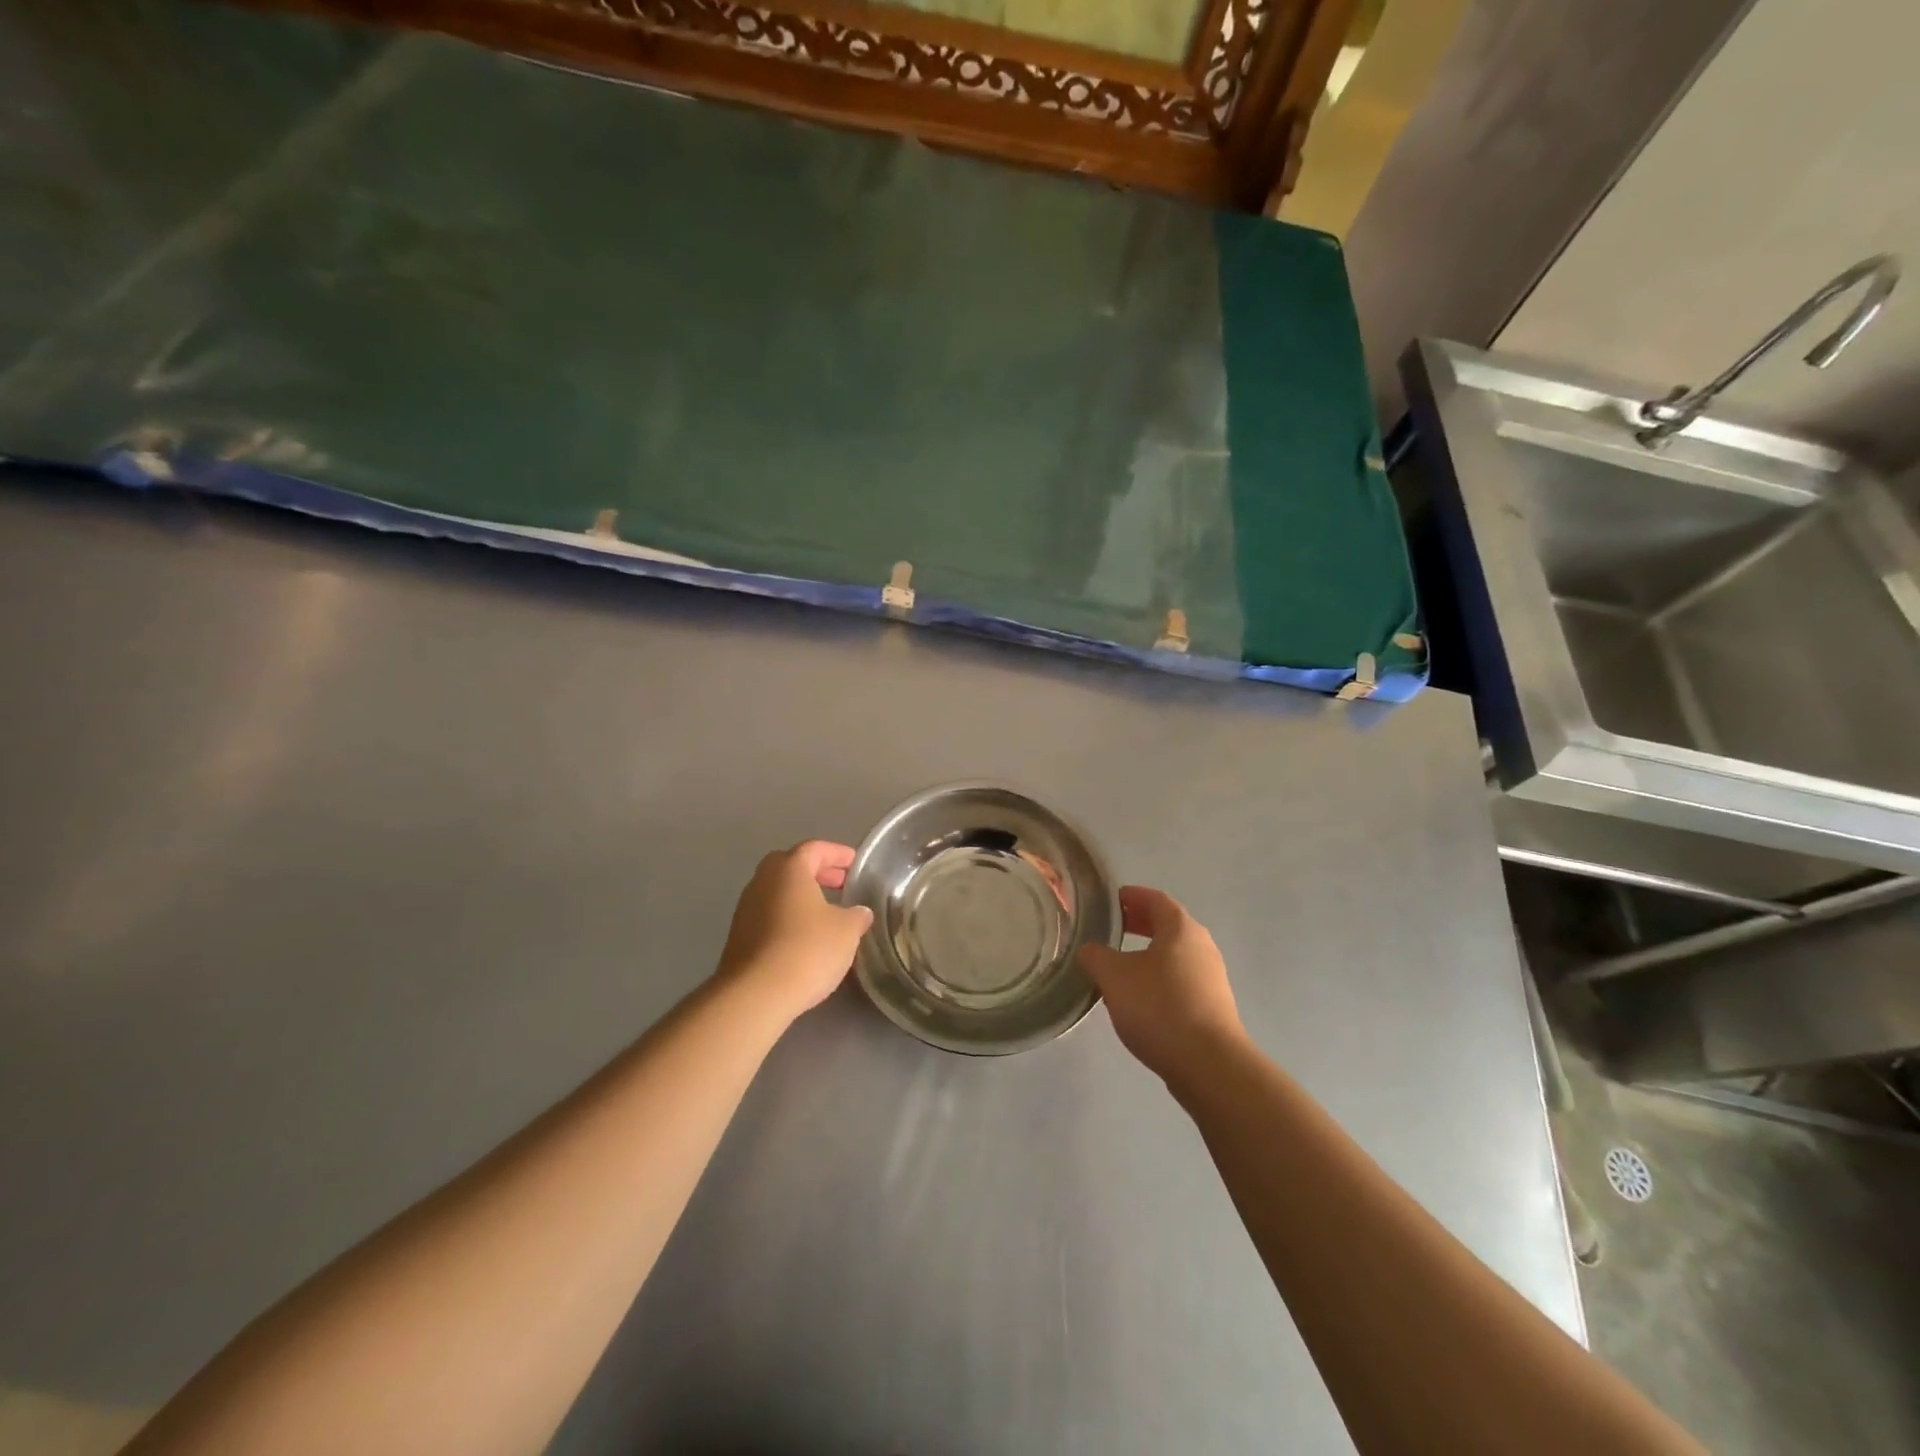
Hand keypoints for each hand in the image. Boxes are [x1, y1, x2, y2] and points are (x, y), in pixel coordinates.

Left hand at [715, 841, 873, 1023]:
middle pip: (791, 866)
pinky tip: (804, 938)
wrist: (756, 994)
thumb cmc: (807, 949)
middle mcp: (762, 881)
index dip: (837, 854)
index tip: (855, 864)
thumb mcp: (846, 931)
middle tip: (840, 885)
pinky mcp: (738, 936)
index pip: (815, 848)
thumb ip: (856, 916)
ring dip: (801, 897)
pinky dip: (788, 917)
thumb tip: (860, 912)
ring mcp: (745, 909)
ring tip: (826, 914)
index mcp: (789, 869)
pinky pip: (768, 915)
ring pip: (778, 892)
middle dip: (817, 872)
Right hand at [1079, 886, 1245, 1084]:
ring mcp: (1212, 977)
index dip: (1131, 896)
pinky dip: (1160, 977)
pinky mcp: (1213, 1005)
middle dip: (1139, 923)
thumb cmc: (1159, 1007)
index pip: (1154, 898)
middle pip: (1168, 925)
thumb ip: (1095, 956)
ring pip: (1175, 954)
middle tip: (1111, 928)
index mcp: (1181, 928)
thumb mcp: (1114, 977)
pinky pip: (1181, 978)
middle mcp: (1202, 945)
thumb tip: (1089, 950)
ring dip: (1149, 953)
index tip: (1110, 901)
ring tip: (1121, 964)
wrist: (1209, 1064)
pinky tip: (1141, 997)